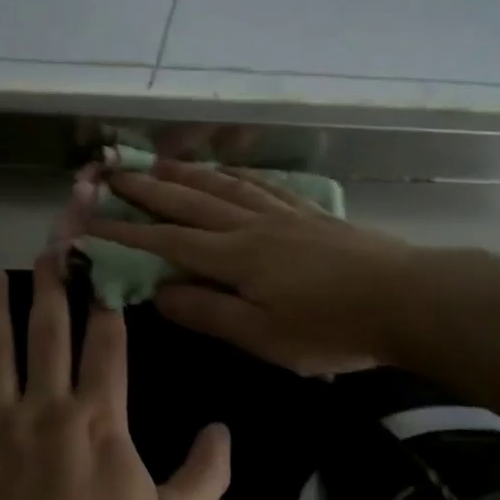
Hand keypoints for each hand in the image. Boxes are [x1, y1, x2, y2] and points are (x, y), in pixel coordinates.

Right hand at [87, 159, 413, 375]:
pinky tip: (226, 171)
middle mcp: (250, 226)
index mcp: (234, 257)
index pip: (166, 241)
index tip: (91, 221)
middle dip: (146, 189)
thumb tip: (158, 293)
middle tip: (112, 173)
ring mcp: (281, 214)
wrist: (408, 299)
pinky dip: (235, 175)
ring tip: (156, 163)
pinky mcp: (308, 213)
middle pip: (189, 201)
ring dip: (184, 173)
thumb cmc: (330, 328)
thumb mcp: (263, 336)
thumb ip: (208, 312)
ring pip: (222, 186)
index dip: (126, 232)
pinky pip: (262, 185)